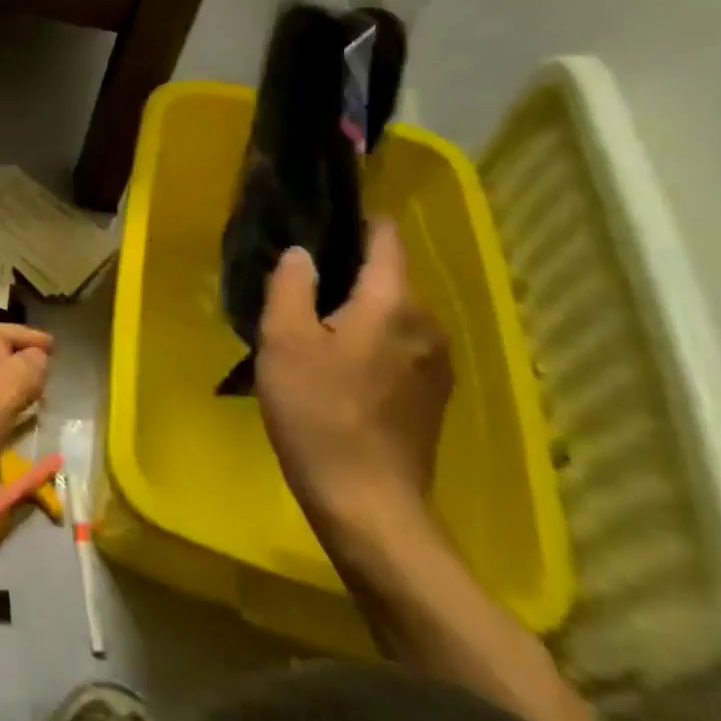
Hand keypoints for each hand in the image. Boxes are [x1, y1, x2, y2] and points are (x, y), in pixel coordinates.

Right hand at [256, 220, 451, 528]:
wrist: (368, 505)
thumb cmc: (319, 413)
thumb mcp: (284, 340)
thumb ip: (291, 285)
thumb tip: (301, 254)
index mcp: (394, 303)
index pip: (387, 238)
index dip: (358, 219)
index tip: (322, 215)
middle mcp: (427, 325)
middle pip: (389, 276)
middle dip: (348, 268)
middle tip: (299, 277)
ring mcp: (435, 364)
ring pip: (392, 313)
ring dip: (357, 307)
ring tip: (312, 319)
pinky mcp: (431, 396)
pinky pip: (398, 344)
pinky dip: (370, 338)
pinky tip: (336, 362)